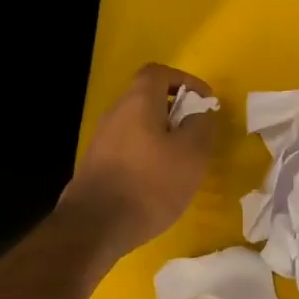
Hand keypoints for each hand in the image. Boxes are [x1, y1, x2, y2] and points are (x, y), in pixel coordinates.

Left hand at [62, 63, 216, 252]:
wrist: (95, 226)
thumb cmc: (150, 184)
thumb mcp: (192, 154)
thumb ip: (201, 126)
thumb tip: (201, 112)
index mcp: (138, 102)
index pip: (158, 72)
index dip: (184, 80)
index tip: (204, 102)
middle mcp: (116, 114)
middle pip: (148, 99)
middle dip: (176, 112)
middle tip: (197, 135)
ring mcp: (102, 140)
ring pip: (139, 126)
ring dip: (163, 137)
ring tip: (183, 162)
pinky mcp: (97, 165)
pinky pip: (129, 148)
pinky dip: (148, 155)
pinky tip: (159, 182)